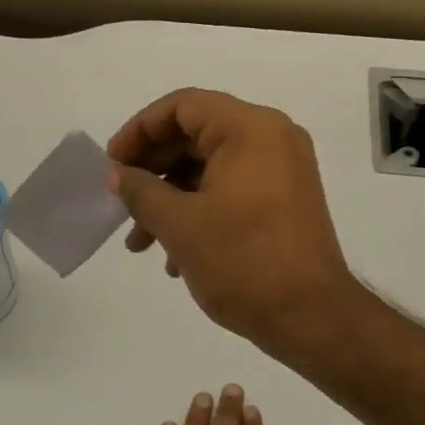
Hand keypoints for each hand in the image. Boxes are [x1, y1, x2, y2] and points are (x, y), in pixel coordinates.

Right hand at [106, 88, 358, 361]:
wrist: (312, 317)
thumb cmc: (243, 261)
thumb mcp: (179, 225)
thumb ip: (140, 191)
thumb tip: (119, 175)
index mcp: (250, 129)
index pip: (182, 106)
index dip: (139, 130)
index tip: (112, 164)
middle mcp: (272, 138)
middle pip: (195, 135)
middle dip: (152, 171)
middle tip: (121, 202)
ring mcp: (283, 171)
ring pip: (210, 168)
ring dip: (170, 198)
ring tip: (139, 243)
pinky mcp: (285, 201)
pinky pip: (231, 189)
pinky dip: (198, 211)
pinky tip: (173, 256)